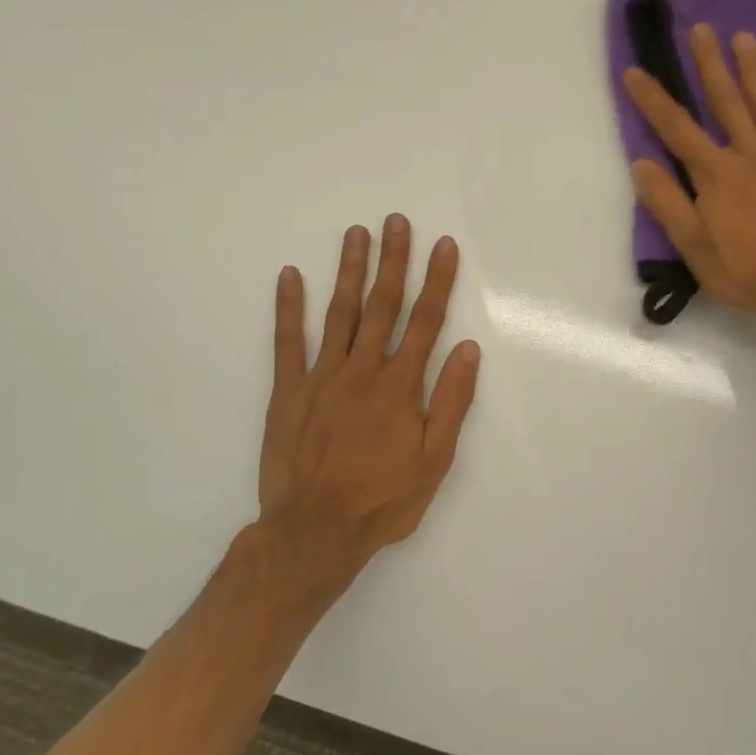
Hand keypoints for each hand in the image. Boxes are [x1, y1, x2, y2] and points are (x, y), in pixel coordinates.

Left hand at [254, 216, 480, 597]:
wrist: (314, 532)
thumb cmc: (383, 500)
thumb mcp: (435, 460)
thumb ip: (451, 402)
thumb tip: (468, 349)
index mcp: (400, 386)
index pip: (425, 321)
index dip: (437, 280)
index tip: (443, 245)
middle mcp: (363, 371)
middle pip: (381, 305)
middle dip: (392, 260)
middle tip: (396, 221)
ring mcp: (321, 377)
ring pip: (339, 313)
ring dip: (348, 270)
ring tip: (356, 234)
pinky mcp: (288, 392)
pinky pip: (287, 342)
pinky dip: (289, 307)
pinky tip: (290, 276)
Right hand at [623, 22, 755, 333]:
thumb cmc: (747, 272)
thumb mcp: (694, 248)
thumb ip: (667, 204)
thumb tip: (641, 164)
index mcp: (715, 175)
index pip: (676, 129)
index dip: (653, 99)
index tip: (635, 70)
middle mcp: (749, 155)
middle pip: (726, 101)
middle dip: (709, 64)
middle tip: (701, 28)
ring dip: (753, 70)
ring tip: (743, 37)